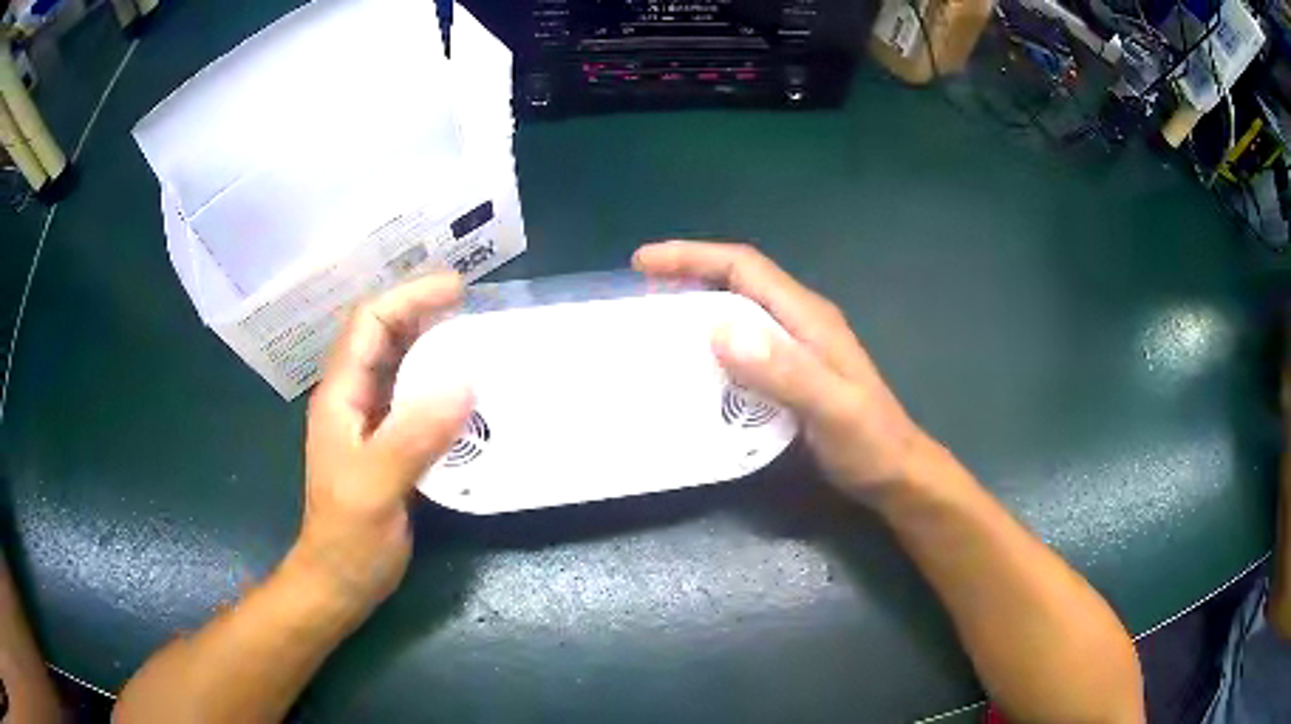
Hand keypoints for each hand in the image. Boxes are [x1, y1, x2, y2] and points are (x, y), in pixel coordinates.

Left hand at [292, 273, 473, 612]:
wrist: (340, 581)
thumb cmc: (348, 537)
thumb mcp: (375, 487)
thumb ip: (412, 436)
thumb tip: (464, 383)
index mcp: (340, 396)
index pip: (369, 324)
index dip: (408, 297)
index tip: (456, 289)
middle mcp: (353, 399)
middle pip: (385, 336)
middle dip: (424, 311)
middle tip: (474, 307)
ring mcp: (370, 423)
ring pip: (401, 366)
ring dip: (435, 345)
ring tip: (479, 340)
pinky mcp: (389, 445)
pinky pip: (415, 400)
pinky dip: (441, 385)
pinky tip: (469, 393)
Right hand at [633, 241, 926, 499]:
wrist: (895, 474)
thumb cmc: (869, 443)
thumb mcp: (832, 408)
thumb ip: (784, 370)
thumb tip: (719, 329)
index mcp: (807, 316)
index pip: (744, 267)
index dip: (693, 256)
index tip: (643, 263)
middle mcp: (798, 322)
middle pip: (736, 283)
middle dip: (687, 278)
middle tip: (639, 296)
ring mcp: (795, 349)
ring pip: (736, 314)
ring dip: (695, 312)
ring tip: (654, 329)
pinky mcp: (789, 374)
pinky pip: (742, 348)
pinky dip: (711, 348)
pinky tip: (692, 369)